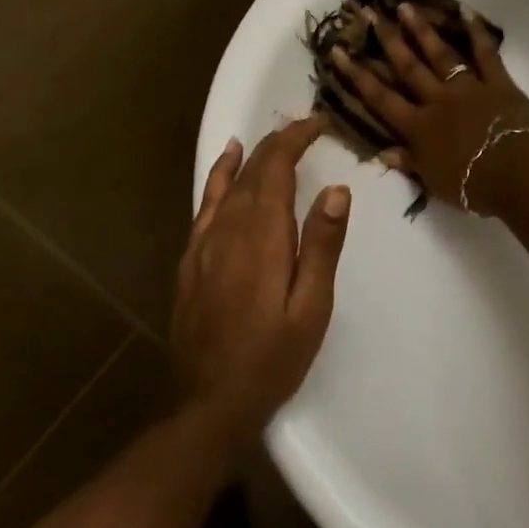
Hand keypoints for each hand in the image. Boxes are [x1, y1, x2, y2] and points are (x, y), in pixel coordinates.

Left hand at [171, 116, 350, 446]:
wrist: (210, 403)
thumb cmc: (272, 357)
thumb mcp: (311, 307)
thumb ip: (322, 245)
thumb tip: (337, 190)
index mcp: (262, 235)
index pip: (276, 167)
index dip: (295, 139)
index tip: (318, 124)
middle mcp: (229, 228)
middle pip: (253, 170)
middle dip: (279, 142)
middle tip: (307, 128)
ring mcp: (204, 243)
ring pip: (228, 183)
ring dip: (252, 155)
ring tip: (271, 135)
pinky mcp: (191, 259)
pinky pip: (205, 204)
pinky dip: (218, 177)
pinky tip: (226, 166)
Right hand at [330, 3, 528, 214]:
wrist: (518, 175)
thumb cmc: (474, 187)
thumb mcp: (434, 182)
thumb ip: (409, 163)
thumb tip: (382, 151)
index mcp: (419, 127)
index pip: (381, 98)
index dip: (357, 75)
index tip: (338, 51)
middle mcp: (437, 100)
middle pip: (407, 67)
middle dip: (386, 40)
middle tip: (369, 12)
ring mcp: (468, 88)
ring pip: (440, 54)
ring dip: (421, 29)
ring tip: (405, 6)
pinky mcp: (498, 83)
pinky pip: (485, 53)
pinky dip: (476, 31)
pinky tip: (464, 9)